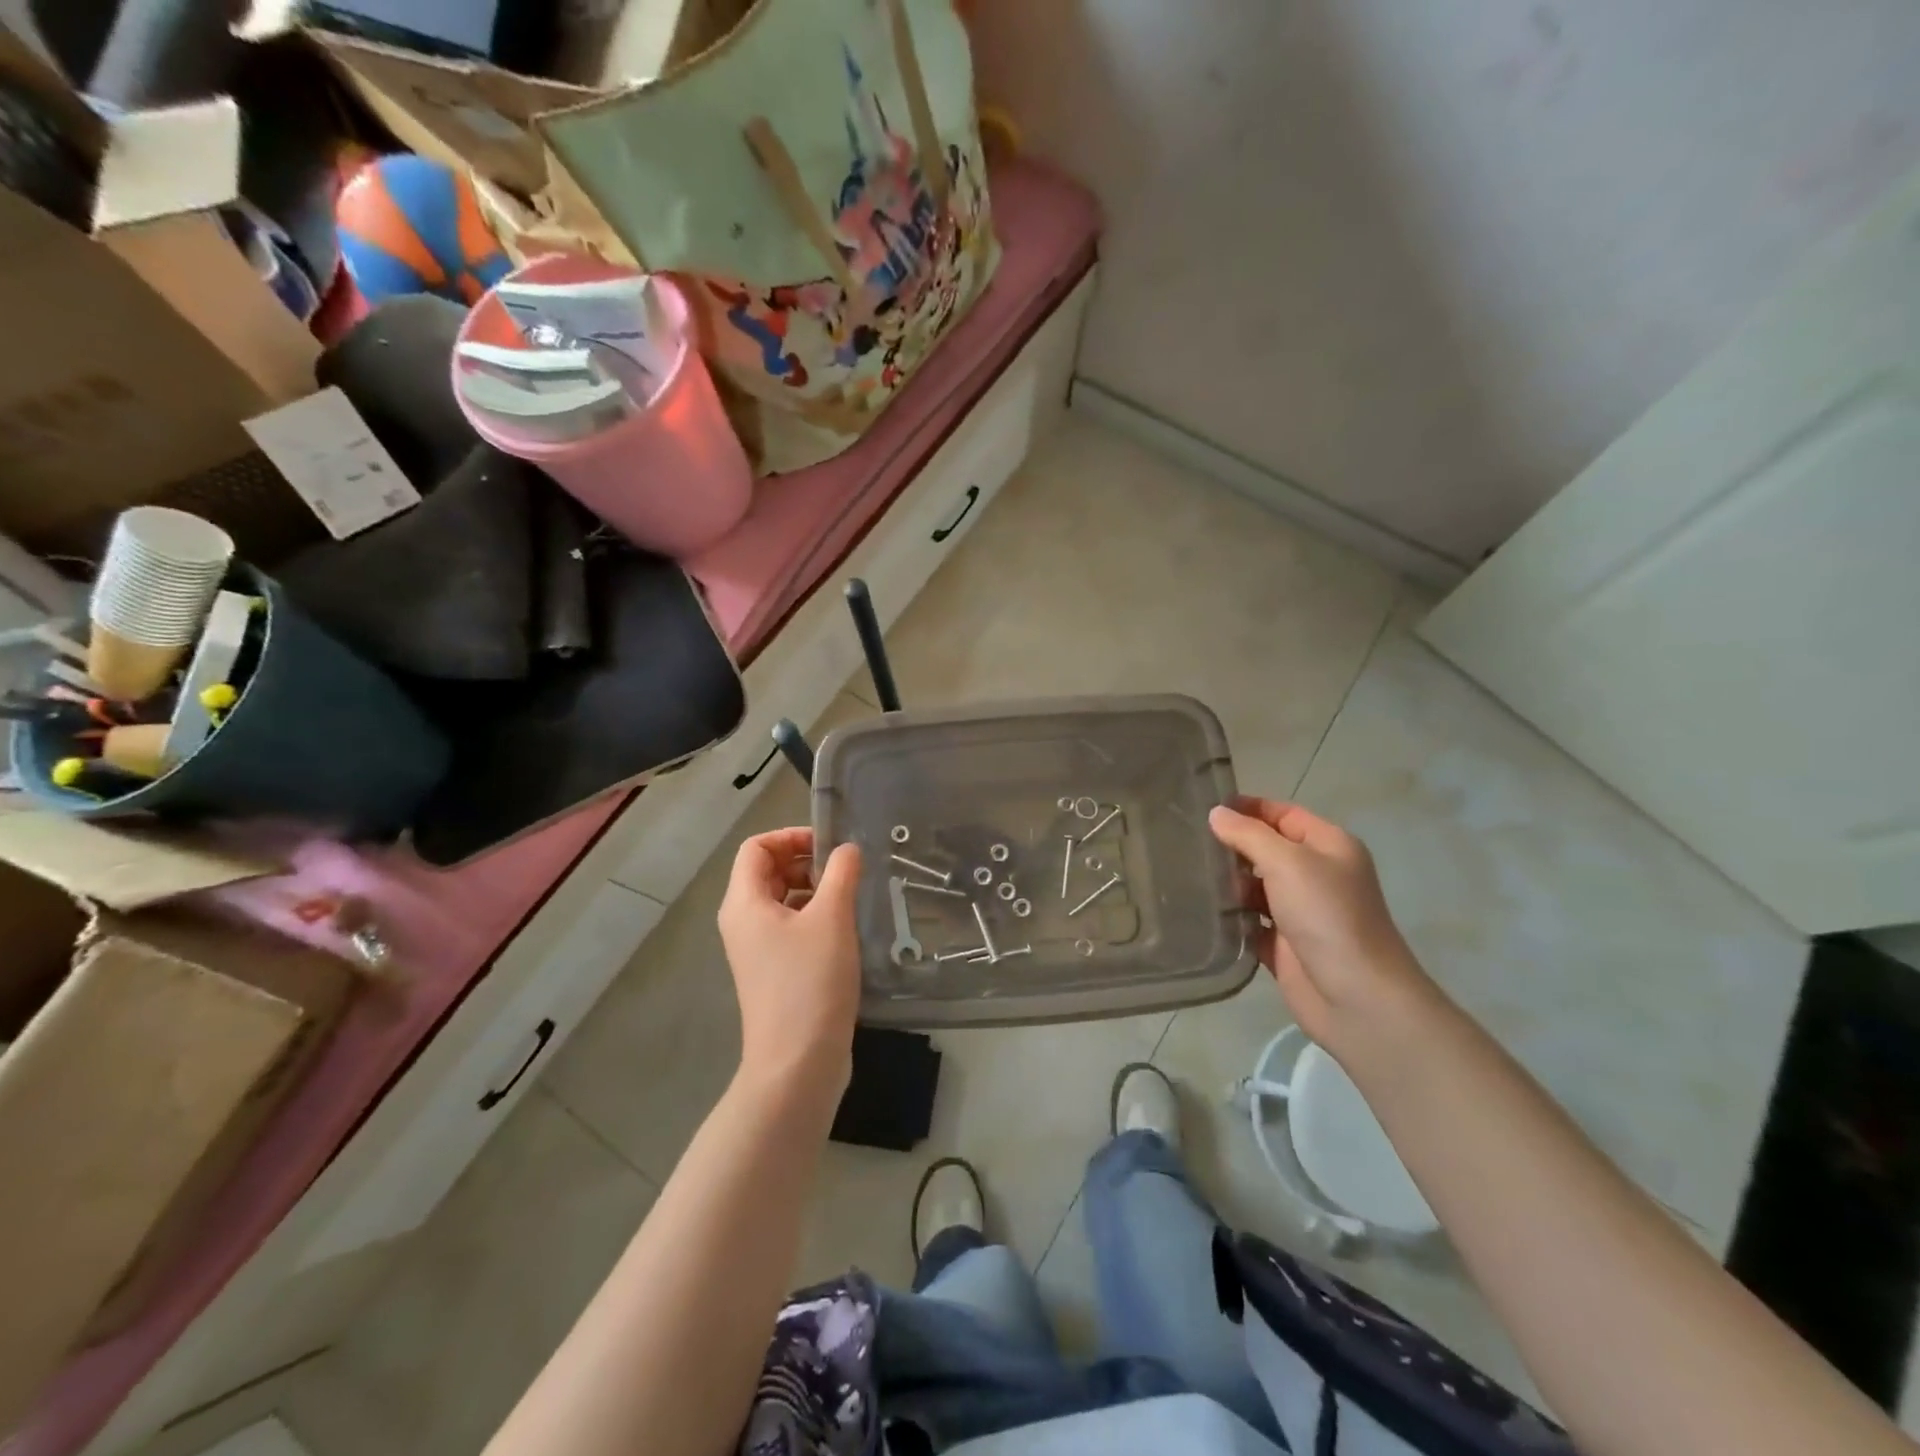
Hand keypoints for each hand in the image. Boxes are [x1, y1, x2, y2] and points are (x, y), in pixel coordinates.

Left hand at [718, 828, 862, 1102]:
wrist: (798, 1064)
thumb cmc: (810, 983)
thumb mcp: (831, 919)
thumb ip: (841, 873)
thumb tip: (847, 849)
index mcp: (744, 903)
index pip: (757, 847)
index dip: (791, 836)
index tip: (830, 845)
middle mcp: (743, 922)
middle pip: (767, 871)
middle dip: (805, 861)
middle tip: (846, 870)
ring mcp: (757, 950)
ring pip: (782, 900)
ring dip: (814, 889)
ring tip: (851, 897)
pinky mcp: (775, 972)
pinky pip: (791, 927)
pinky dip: (815, 917)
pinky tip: (846, 928)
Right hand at [1208, 798, 1433, 1052]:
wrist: (1357, 998)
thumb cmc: (1327, 916)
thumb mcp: (1288, 863)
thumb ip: (1248, 835)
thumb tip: (1216, 813)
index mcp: (1328, 847)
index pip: (1283, 814)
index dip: (1248, 808)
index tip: (1204, 806)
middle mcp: (1316, 875)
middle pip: (1266, 849)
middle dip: (1231, 845)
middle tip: (1184, 840)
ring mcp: (1299, 912)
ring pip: (1254, 887)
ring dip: (1226, 883)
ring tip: (1183, 873)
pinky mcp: (1283, 945)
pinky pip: (1249, 922)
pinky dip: (1229, 917)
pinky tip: (1197, 910)